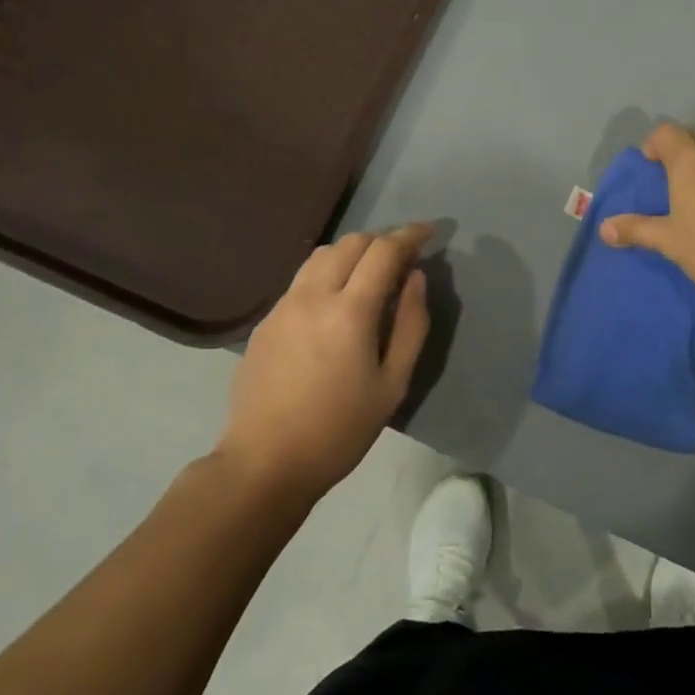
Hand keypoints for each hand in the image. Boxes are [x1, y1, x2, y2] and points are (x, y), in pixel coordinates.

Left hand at [219, 224, 432, 501]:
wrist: (265, 464)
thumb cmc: (339, 430)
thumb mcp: (392, 384)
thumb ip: (410, 324)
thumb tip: (415, 278)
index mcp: (349, 311)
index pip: (383, 250)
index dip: (410, 234)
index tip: (429, 231)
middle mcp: (313, 295)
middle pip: (351, 242)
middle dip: (382, 240)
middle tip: (403, 256)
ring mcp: (283, 305)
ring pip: (321, 255)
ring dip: (352, 252)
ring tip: (370, 273)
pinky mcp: (266, 320)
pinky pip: (302, 279)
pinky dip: (328, 273)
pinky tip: (336, 302)